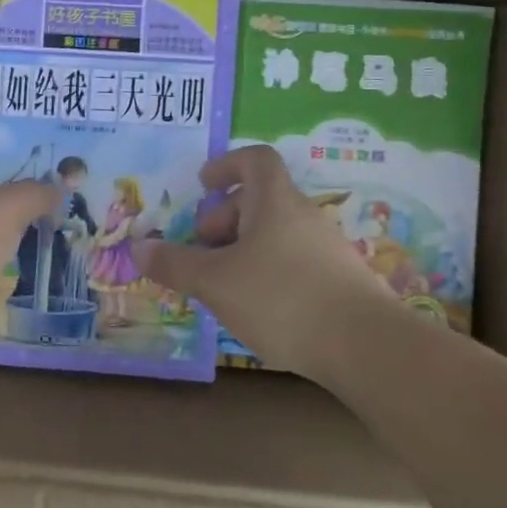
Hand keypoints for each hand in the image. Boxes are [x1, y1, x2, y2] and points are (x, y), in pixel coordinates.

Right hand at [131, 145, 398, 379]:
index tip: (203, 186)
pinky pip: (294, 260)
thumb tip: (139, 247)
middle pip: (261, 199)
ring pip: (276, 233)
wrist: (367, 347)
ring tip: (223, 284)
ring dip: (244, 248)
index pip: (255, 160)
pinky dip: (268, 271)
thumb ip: (175, 263)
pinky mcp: (341, 281)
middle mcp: (304, 215)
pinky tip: (258, 308)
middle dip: (225, 217)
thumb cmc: (281, 298)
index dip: (226, 165)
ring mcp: (327, 248)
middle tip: (203, 247)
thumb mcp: (215, 281)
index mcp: (275, 201)